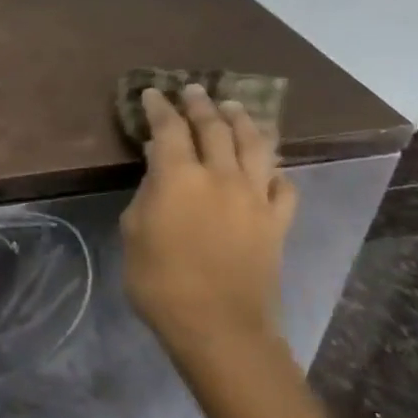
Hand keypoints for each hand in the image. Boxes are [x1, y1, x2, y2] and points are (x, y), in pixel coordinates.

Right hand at [120, 85, 296, 364]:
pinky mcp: (277, 223)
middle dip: (201, 105)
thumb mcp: (134, 231)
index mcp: (179, 177)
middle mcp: (222, 177)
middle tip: (193, 90)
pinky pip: (283, 186)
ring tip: (234, 107)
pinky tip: (267, 166)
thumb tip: (159, 163)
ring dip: (243, 122)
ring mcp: (255, 199)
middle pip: (215, 128)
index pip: (169, 128)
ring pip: (255, 147)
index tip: (152, 92)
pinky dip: (273, 169)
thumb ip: (148, 192)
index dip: (159, 107)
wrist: (219, 327)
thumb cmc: (161, 281)